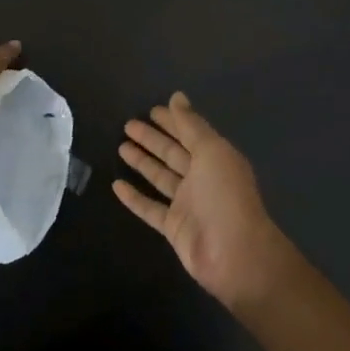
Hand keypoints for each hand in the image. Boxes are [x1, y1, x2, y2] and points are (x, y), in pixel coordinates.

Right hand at [115, 92, 298, 311]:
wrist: (233, 253)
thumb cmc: (225, 195)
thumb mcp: (211, 151)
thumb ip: (191, 125)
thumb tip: (177, 96)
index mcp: (215, 158)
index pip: (190, 133)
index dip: (172, 121)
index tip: (151, 110)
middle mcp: (202, 178)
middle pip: (173, 153)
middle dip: (153, 139)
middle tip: (128, 125)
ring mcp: (187, 204)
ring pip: (160, 178)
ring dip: (142, 162)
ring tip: (120, 147)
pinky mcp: (173, 227)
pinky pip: (150, 208)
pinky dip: (134, 197)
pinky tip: (116, 185)